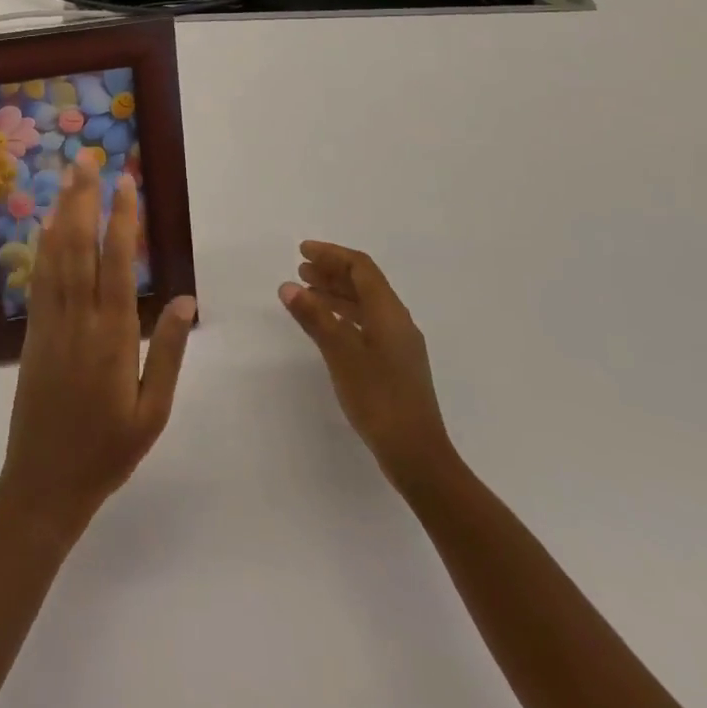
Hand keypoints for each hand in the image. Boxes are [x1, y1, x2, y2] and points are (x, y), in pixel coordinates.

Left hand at [0, 160, 195, 542]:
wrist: (44, 486)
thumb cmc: (108, 450)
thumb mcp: (152, 410)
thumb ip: (170, 350)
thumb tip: (187, 297)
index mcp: (113, 336)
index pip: (118, 263)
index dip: (122, 219)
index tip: (126, 182)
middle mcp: (78, 319)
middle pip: (80, 246)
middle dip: (84, 199)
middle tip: (88, 160)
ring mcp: (50, 323)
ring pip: (56, 256)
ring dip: (62, 212)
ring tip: (68, 177)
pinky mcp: (33, 333)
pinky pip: (39, 279)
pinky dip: (43, 246)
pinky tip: (46, 224)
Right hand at [280, 240, 456, 494]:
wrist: (418, 456)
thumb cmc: (379, 399)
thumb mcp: (341, 354)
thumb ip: (315, 318)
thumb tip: (289, 286)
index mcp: (389, 312)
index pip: (361, 268)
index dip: (332, 255)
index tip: (302, 252)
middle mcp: (397, 321)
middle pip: (365, 283)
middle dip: (332, 272)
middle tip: (301, 270)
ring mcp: (398, 344)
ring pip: (365, 305)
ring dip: (336, 294)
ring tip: (306, 294)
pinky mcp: (395, 365)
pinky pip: (366, 324)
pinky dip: (343, 317)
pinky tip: (327, 328)